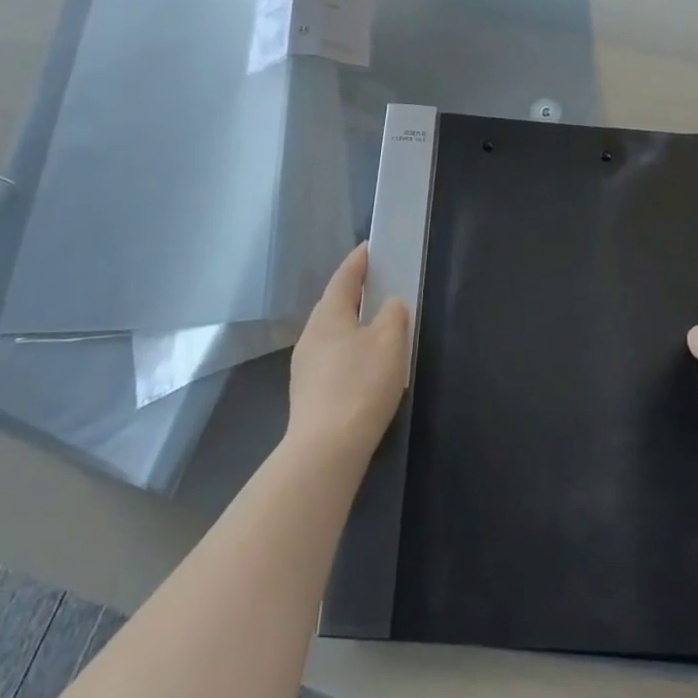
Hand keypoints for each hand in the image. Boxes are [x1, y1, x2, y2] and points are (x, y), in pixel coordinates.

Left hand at [286, 244, 410, 467]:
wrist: (325, 450)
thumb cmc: (360, 385)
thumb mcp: (389, 342)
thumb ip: (393, 315)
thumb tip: (389, 306)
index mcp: (329, 314)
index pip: (345, 276)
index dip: (359, 260)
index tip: (371, 248)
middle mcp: (311, 334)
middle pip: (335, 304)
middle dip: (355, 293)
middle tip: (380, 284)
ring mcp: (305, 366)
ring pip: (333, 333)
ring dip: (352, 325)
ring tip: (376, 326)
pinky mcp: (307, 393)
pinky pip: (332, 358)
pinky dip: (349, 352)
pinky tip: (364, 366)